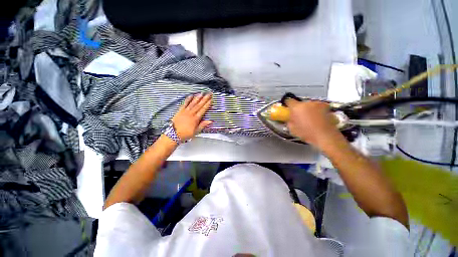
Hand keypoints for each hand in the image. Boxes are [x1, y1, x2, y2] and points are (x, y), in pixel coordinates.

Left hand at [172, 93, 212, 140]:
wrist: (173, 134)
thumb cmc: (184, 134)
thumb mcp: (196, 131)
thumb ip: (203, 125)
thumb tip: (210, 121)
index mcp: (195, 119)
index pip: (203, 109)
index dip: (207, 104)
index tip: (211, 100)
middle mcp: (191, 114)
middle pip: (199, 105)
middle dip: (204, 99)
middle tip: (208, 94)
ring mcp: (185, 111)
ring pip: (192, 103)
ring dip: (197, 97)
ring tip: (201, 93)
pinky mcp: (180, 111)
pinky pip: (185, 103)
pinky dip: (188, 99)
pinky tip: (190, 96)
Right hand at [284, 99, 343, 147]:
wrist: (326, 136)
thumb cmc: (307, 133)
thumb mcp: (292, 129)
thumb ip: (289, 120)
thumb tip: (290, 117)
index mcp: (296, 108)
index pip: (289, 100)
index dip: (287, 104)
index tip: (288, 108)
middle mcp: (307, 103)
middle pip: (300, 103)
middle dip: (299, 109)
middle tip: (299, 116)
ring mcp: (318, 103)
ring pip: (309, 105)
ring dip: (308, 109)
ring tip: (310, 118)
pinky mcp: (326, 106)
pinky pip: (318, 107)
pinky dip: (316, 111)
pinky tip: (318, 118)